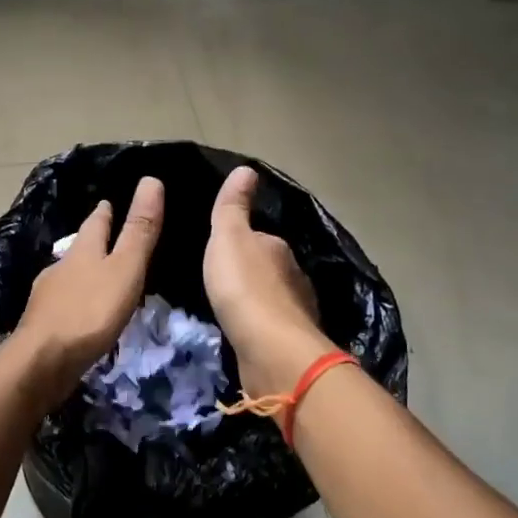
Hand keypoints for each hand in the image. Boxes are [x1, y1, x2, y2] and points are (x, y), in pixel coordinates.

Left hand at [12, 176, 164, 405]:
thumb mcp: (125, 269)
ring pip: (68, 277)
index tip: (108, 202)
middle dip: (91, 242)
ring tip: (96, 275)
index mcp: (82, 251)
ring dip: (81, 273)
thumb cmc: (90, 312)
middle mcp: (60, 268)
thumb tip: (150, 179)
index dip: (105, 212)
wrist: (44, 361)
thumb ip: (139, 231)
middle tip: (104, 235)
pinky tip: (80, 312)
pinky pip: (63, 305)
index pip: (95, 223)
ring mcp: (48, 298)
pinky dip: (74, 302)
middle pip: (79, 249)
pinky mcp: (43, 325)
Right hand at [203, 166, 335, 396]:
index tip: (221, 251)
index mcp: (278, 248)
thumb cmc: (244, 287)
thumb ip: (234, 207)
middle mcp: (294, 276)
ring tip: (232, 309)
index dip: (241, 241)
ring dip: (258, 302)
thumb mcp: (229, 238)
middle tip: (222, 282)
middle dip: (251, 274)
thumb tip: (247, 169)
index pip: (260, 237)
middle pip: (269, 269)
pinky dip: (261, 327)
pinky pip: (273, 327)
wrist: (270, 348)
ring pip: (274, 299)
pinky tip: (246, 334)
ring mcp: (296, 310)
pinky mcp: (291, 342)